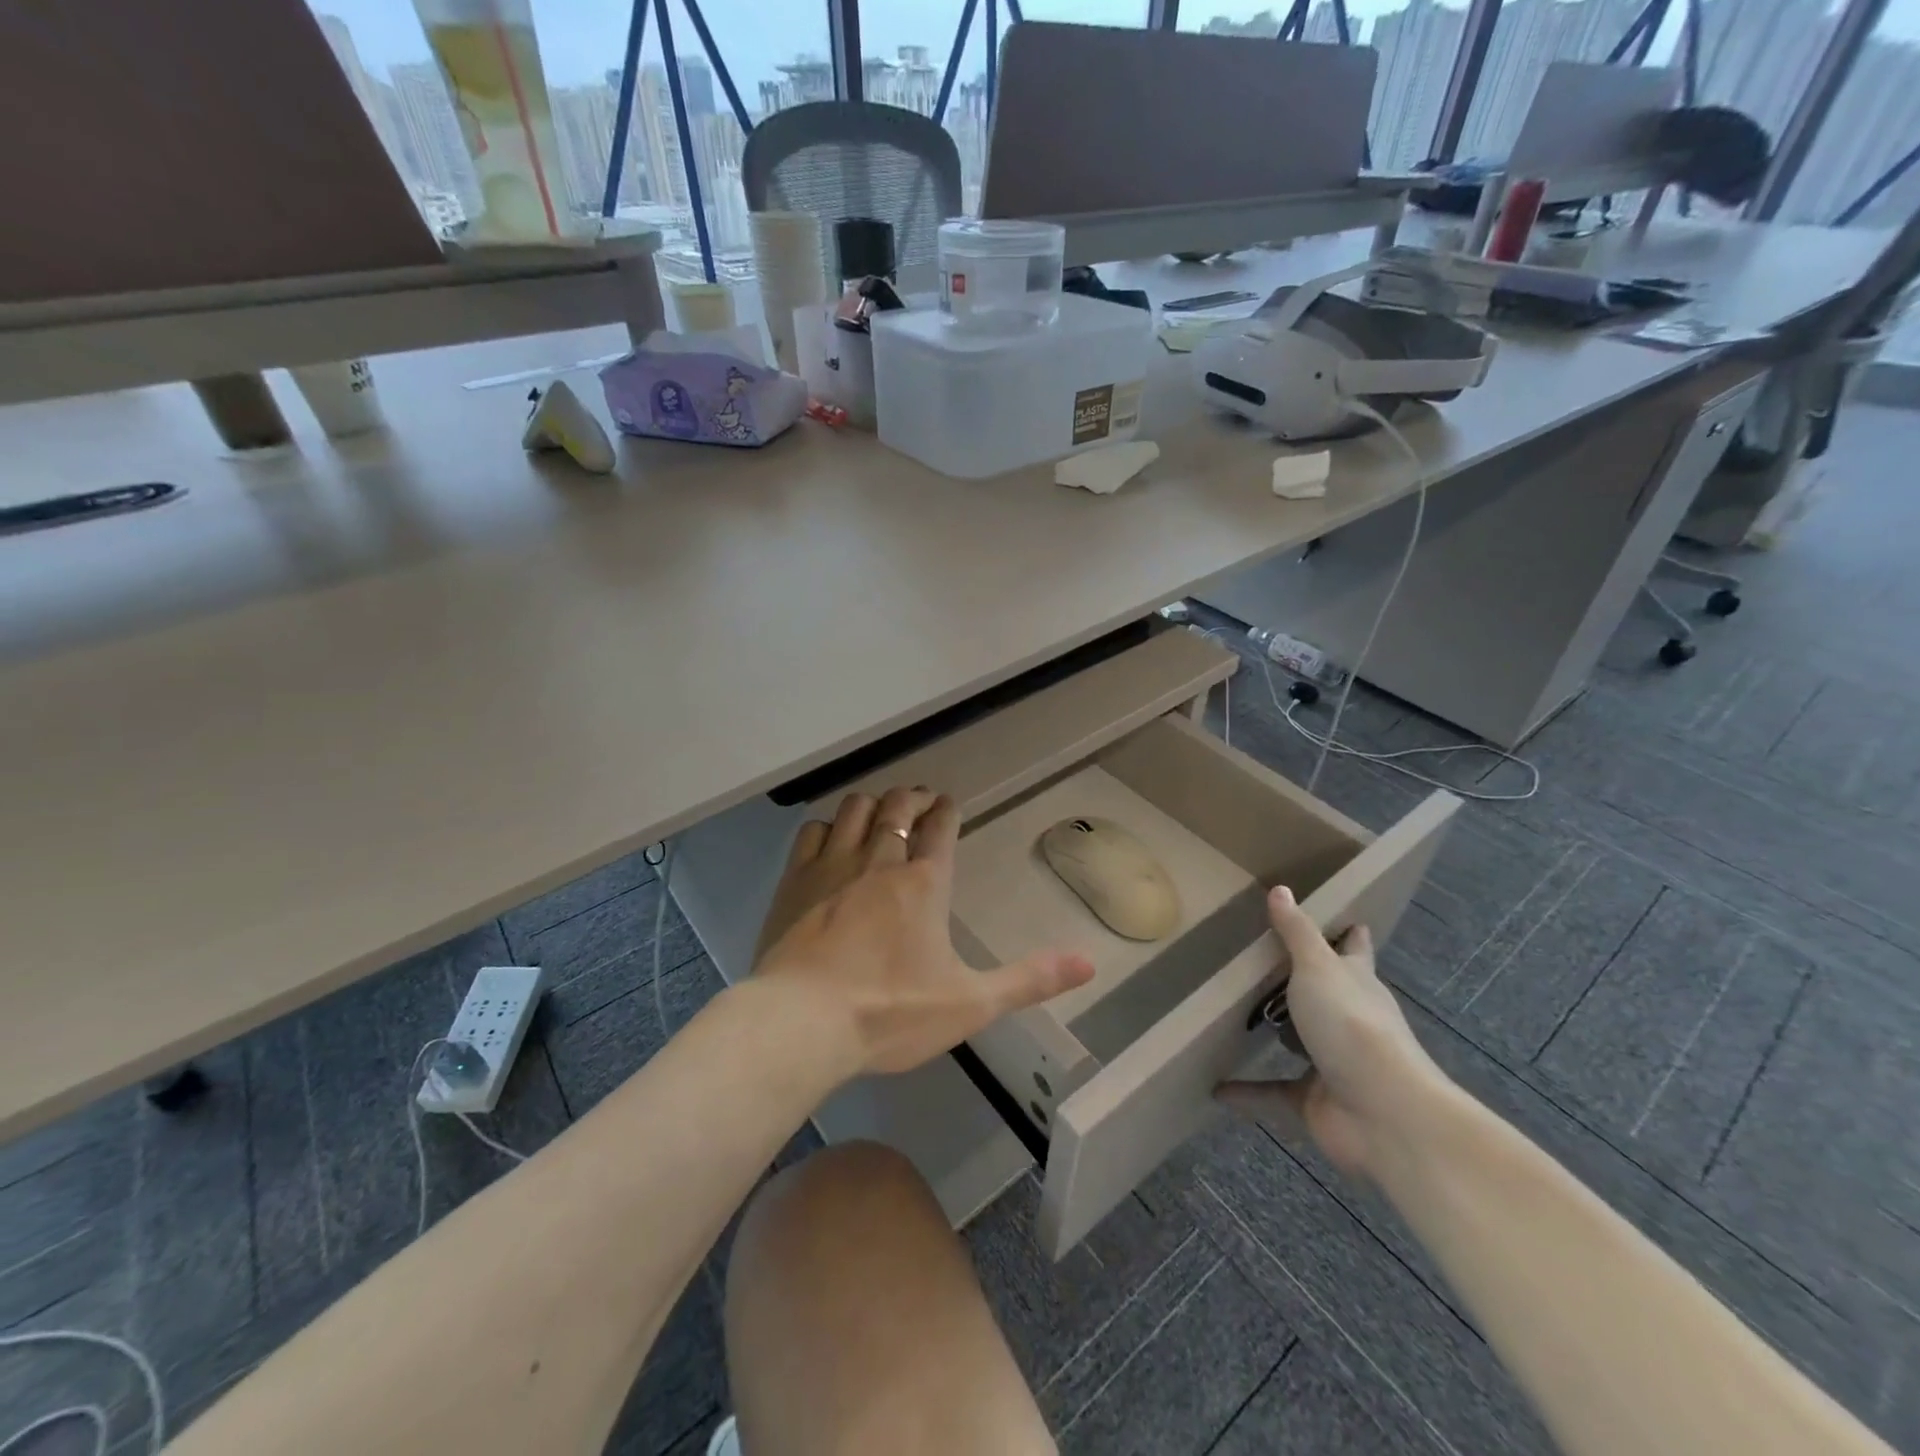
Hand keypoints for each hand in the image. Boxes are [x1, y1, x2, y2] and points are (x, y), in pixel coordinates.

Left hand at [753, 787, 1095, 1078]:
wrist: (803, 1023)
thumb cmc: (891, 1012)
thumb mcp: (971, 1003)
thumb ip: (1030, 980)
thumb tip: (1089, 961)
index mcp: (925, 883)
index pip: (941, 826)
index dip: (947, 810)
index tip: (948, 804)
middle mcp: (880, 860)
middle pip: (898, 806)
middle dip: (913, 798)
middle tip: (920, 802)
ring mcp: (832, 865)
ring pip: (856, 809)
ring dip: (873, 803)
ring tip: (881, 812)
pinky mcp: (794, 880)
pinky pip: (812, 831)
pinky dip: (828, 826)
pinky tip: (831, 838)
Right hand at [1218, 886, 1447, 1180]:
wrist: (1385, 1115)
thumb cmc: (1352, 1025)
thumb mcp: (1318, 968)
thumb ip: (1296, 932)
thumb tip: (1280, 888)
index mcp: (1357, 984)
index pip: (1354, 952)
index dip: (1350, 937)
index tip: (1348, 921)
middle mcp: (1348, 1020)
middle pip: (1326, 995)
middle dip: (1305, 984)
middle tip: (1264, 963)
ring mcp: (1333, 1063)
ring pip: (1300, 1043)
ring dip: (1277, 1036)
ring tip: (1237, 1018)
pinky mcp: (1314, 1101)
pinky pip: (1271, 1092)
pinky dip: (1246, 1091)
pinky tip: (1215, 1087)